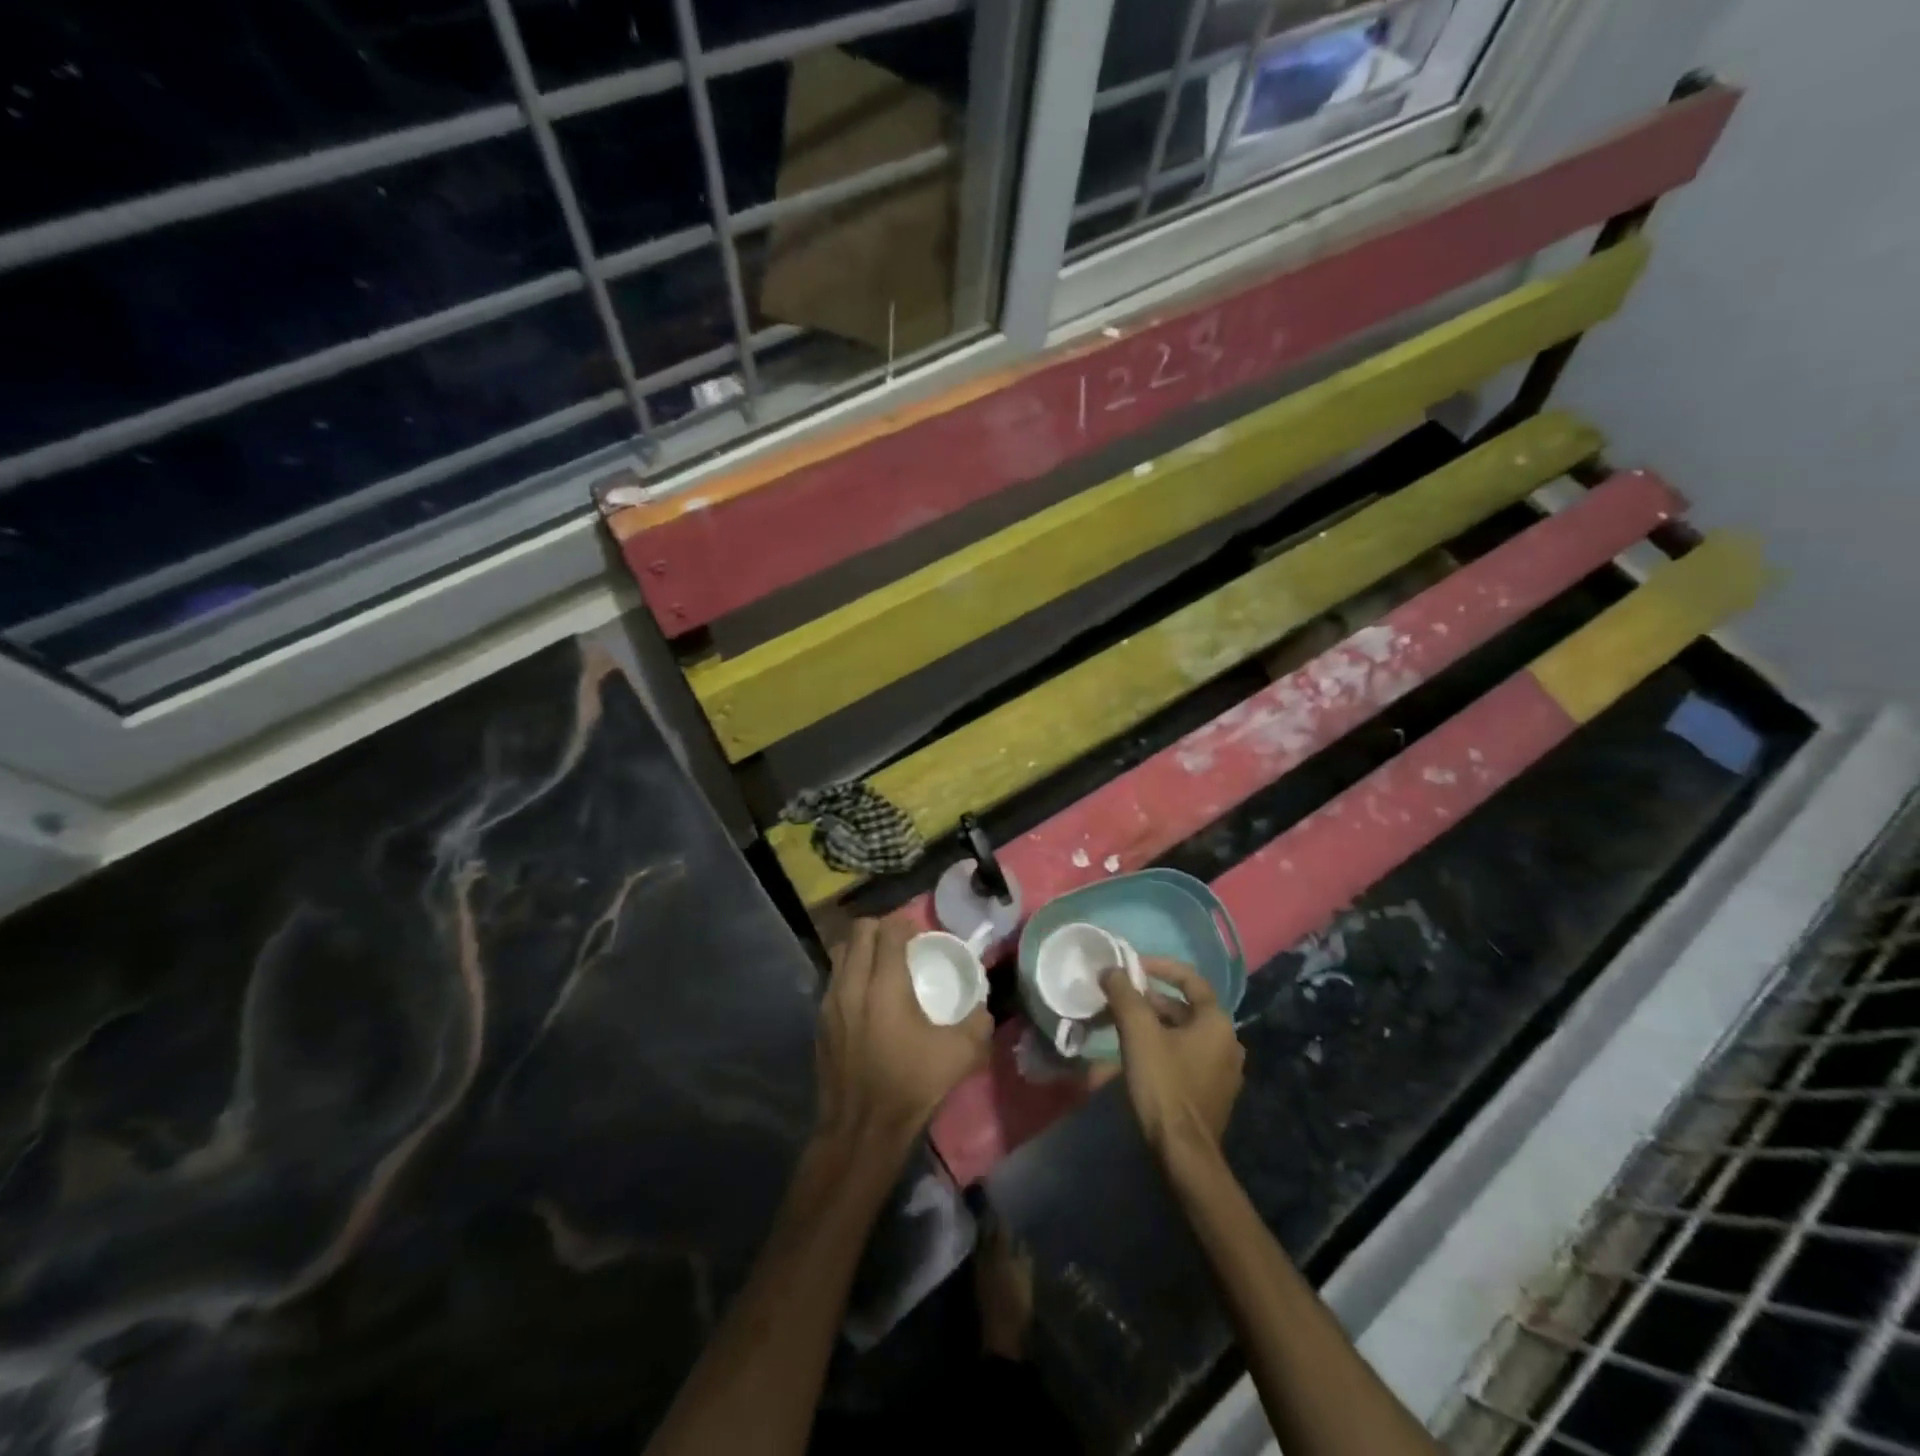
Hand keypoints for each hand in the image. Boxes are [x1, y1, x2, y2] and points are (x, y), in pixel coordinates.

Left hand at [816, 915, 992, 1150]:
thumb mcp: (960, 1055)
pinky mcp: (820, 1021)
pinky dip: (849, 974)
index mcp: (885, 986)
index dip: (904, 923)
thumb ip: (978, 1022)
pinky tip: (866, 997)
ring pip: (840, 953)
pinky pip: (833, 979)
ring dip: (861, 948)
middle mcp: (852, 985)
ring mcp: (830, 1003)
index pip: (887, 931)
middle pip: (858, 932)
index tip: (919, 933)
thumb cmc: (911, 1086)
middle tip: (901, 943)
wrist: (861, 1130)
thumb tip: (983, 1006)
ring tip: (881, 964)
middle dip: (880, 929)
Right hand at [1102, 958, 1243, 1154]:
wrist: (1183, 1154)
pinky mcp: (1211, 1094)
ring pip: (1182, 1034)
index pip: (1190, 979)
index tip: (1132, 966)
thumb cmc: (1164, 1084)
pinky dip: (1160, 1048)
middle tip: (1119, 998)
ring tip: (1120, 1026)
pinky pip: (1184, 1058)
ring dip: (1152, 1025)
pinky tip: (1134, 1058)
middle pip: (1184, 1008)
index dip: (1160, 967)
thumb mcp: (1138, 1032)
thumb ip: (1124, 994)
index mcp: (1217, 1022)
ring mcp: (1222, 1071)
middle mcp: (1227, 1042)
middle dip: (1149, 1000)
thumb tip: (1111, 970)